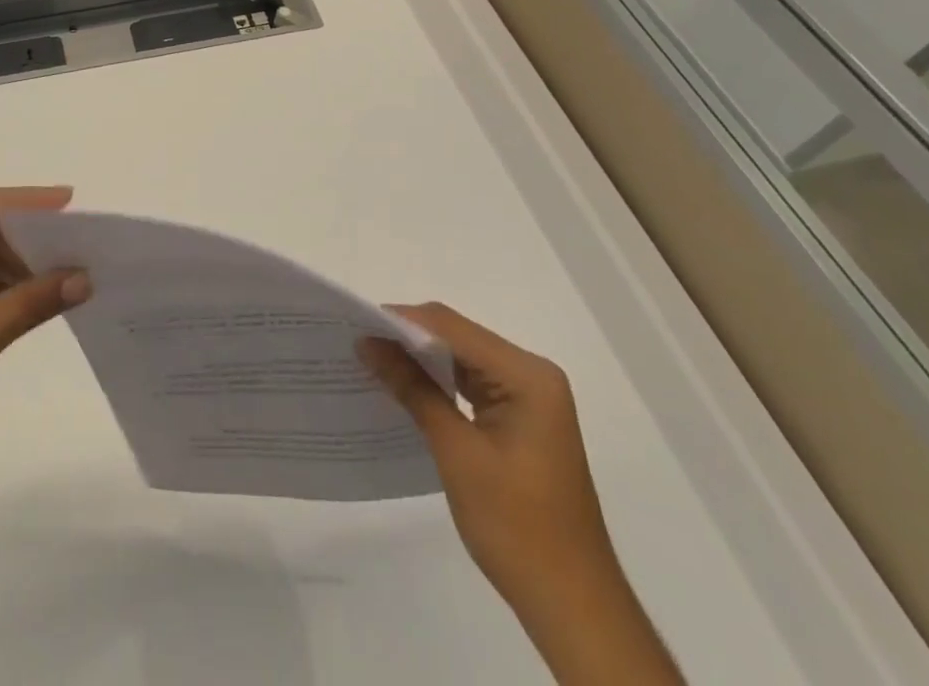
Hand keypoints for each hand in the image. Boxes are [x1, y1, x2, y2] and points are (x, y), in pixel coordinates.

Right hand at [359, 303, 613, 608]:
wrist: (573, 608)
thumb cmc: (517, 527)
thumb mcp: (457, 452)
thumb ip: (412, 388)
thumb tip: (368, 343)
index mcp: (527, 375)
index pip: (451, 327)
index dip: (401, 321)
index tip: (355, 325)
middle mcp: (532, 374)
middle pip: (458, 337)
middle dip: (408, 338)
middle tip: (358, 342)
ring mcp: (529, 398)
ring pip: (462, 359)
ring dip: (420, 360)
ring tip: (373, 360)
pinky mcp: (521, 419)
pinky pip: (472, 384)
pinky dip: (439, 384)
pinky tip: (406, 388)